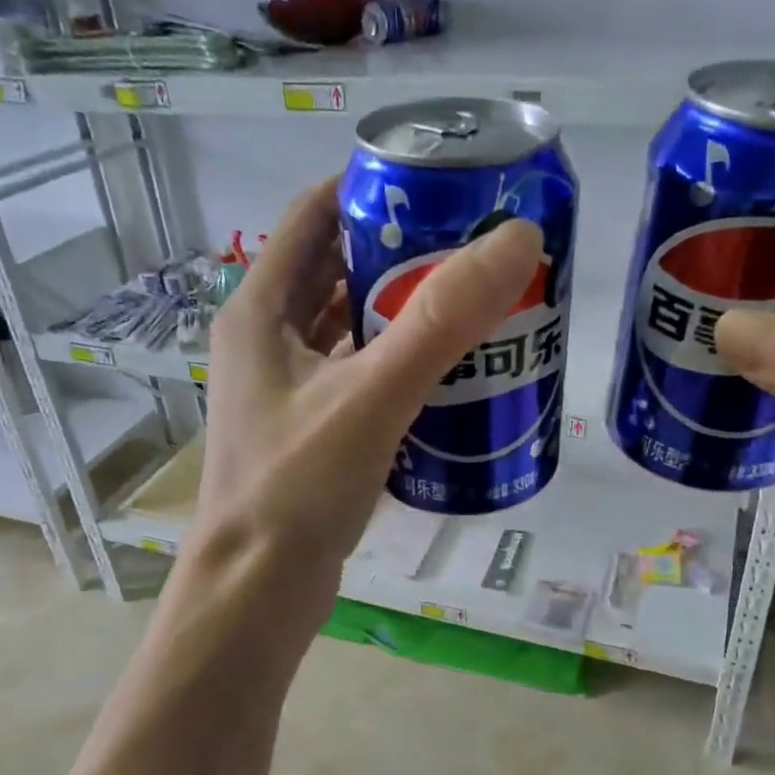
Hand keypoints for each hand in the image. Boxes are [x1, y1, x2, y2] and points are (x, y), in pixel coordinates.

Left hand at [193, 175, 544, 598]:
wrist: (258, 593)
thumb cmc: (296, 489)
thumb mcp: (371, 397)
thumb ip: (441, 320)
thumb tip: (517, 239)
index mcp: (260, 311)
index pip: (313, 215)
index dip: (370, 187)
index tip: (440, 181)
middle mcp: (267, 339)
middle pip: (338, 268)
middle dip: (401, 248)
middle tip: (476, 242)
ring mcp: (287, 386)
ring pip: (350, 324)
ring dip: (403, 307)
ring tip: (474, 297)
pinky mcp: (311, 427)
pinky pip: (359, 372)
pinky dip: (398, 359)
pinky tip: (448, 368)